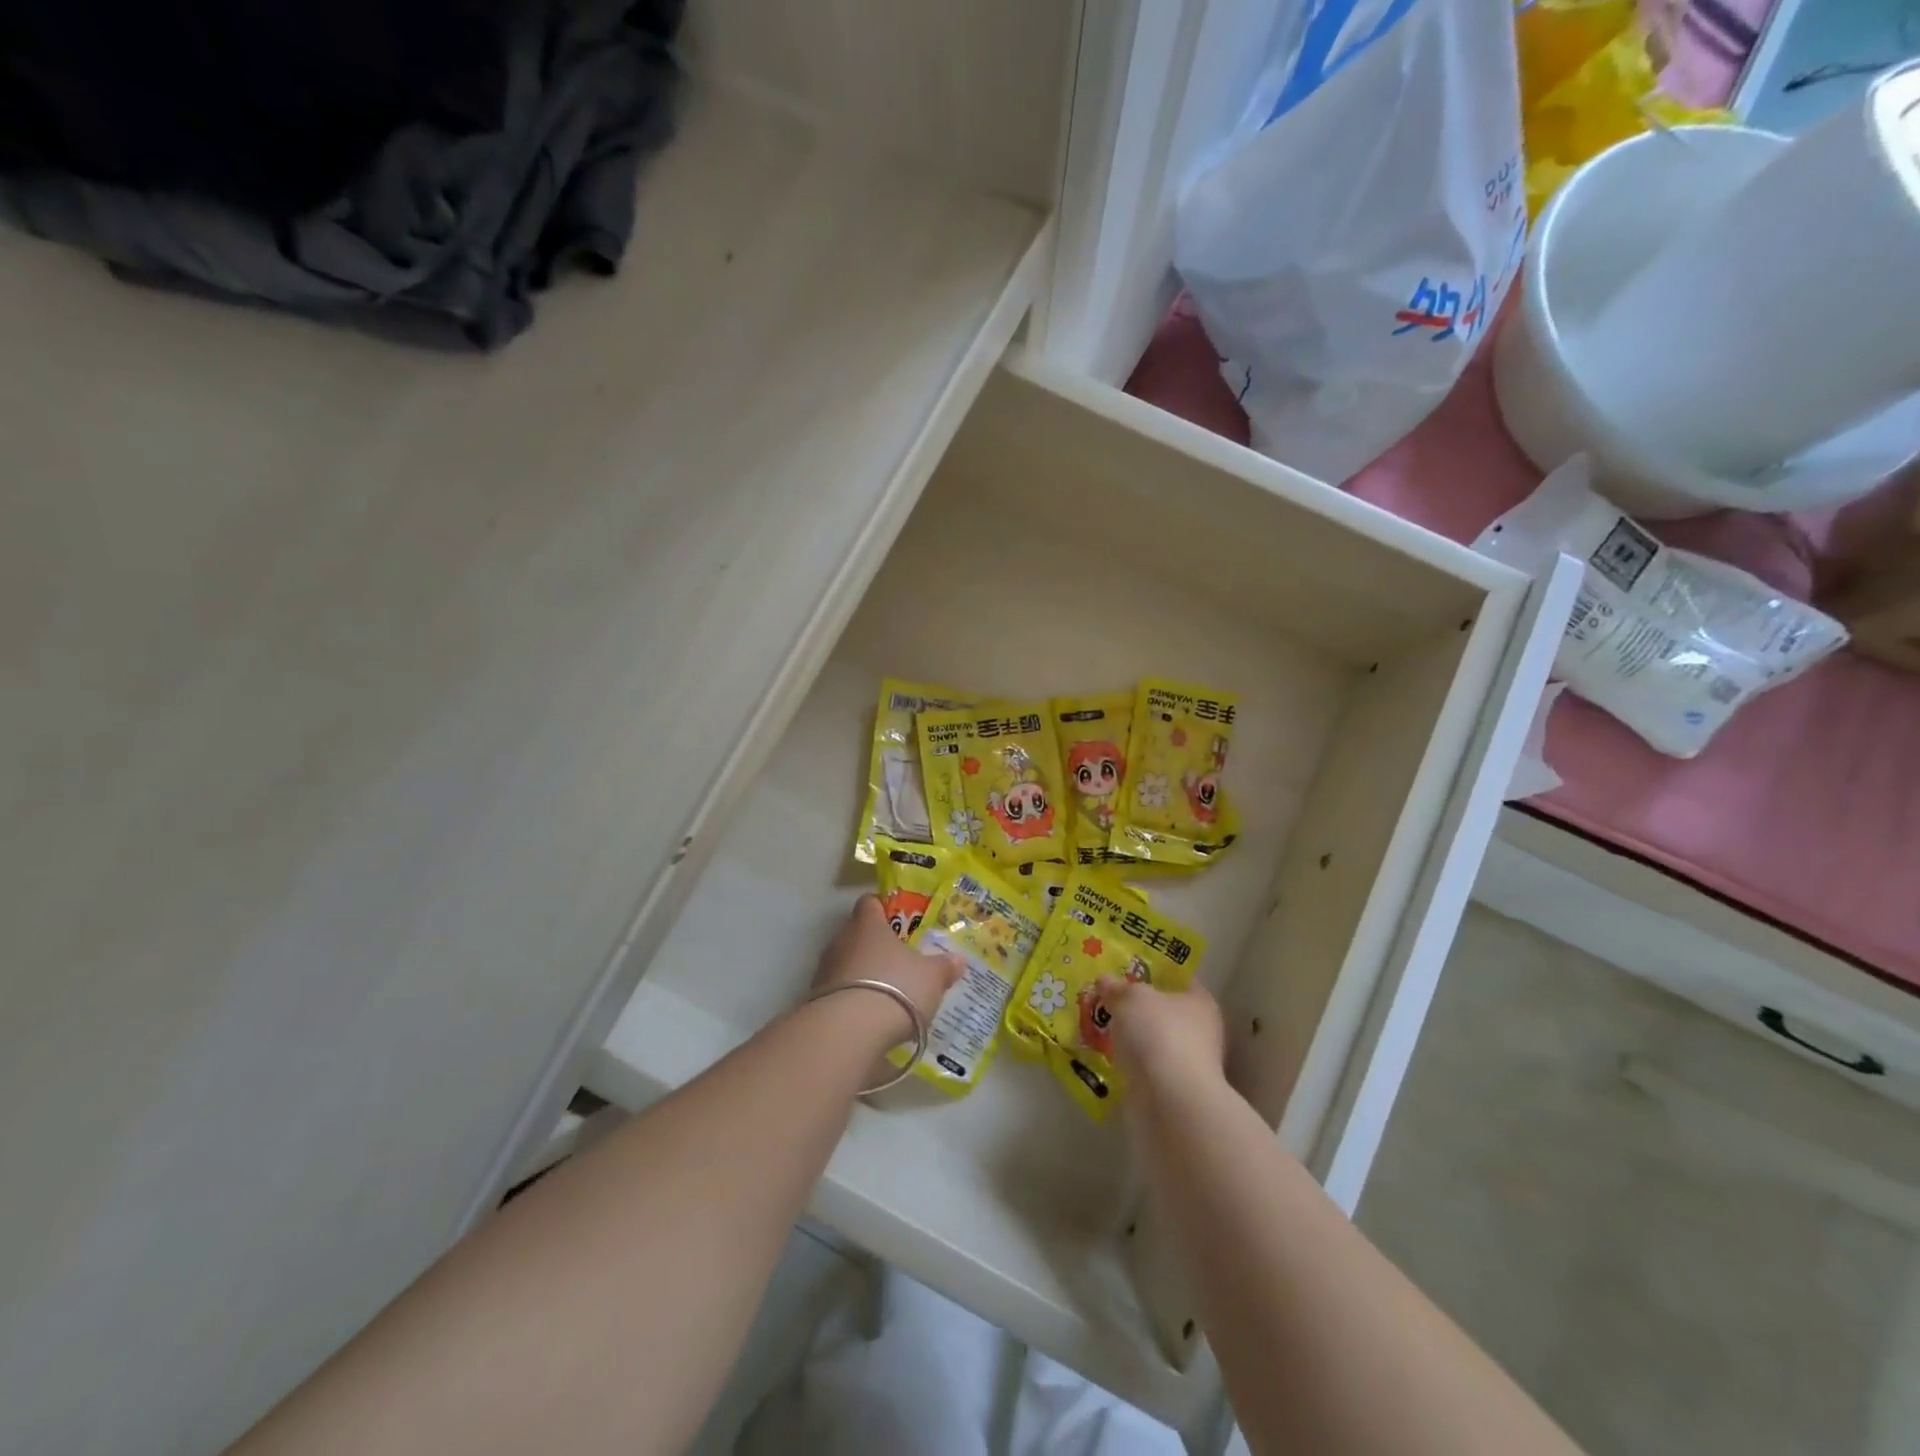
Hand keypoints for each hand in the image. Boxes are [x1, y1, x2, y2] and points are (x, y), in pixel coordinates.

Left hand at [811, 896, 963, 1054]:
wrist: (850, 1032)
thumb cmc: (896, 988)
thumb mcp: (931, 977)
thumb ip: (943, 967)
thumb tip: (958, 960)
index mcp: (868, 925)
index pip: (869, 903)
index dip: (883, 908)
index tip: (898, 920)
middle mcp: (842, 940)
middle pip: (857, 933)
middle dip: (875, 945)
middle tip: (898, 959)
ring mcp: (825, 970)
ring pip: (846, 962)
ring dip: (862, 973)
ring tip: (885, 992)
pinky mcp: (816, 1000)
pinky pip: (838, 991)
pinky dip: (852, 999)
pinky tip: (870, 1016)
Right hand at [1095, 976, 1225, 1093]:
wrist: (1170, 1102)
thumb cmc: (1159, 1035)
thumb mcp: (1131, 998)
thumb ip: (1117, 987)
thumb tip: (1105, 980)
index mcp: (1200, 1001)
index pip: (1178, 979)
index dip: (1152, 971)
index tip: (1124, 969)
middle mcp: (1200, 1031)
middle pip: (1163, 1010)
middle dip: (1136, 1007)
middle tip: (1105, 997)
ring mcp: (1187, 1063)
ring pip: (1153, 1040)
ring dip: (1131, 1036)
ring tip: (1099, 1026)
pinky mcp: (1172, 1090)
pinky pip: (1145, 1066)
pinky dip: (1129, 1062)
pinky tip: (1106, 1055)